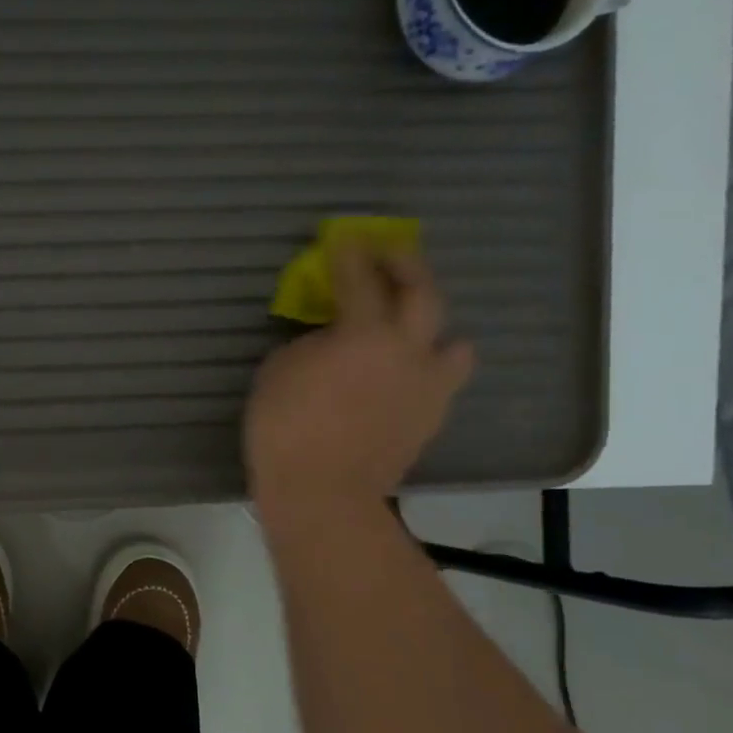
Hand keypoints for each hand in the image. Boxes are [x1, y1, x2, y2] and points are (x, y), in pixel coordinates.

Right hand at [245, 242, 472, 521]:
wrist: (322, 494)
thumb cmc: (286, 429)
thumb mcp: (278, 372)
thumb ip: (309, 344)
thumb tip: (330, 339)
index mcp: (365, 334)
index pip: (360, 279)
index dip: (350, 254)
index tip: (344, 238)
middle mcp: (408, 351)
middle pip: (423, 293)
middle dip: (406, 266)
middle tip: (388, 257)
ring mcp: (427, 388)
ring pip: (455, 344)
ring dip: (434, 330)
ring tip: (411, 332)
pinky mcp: (430, 420)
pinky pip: (440, 382)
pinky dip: (425, 371)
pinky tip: (401, 379)